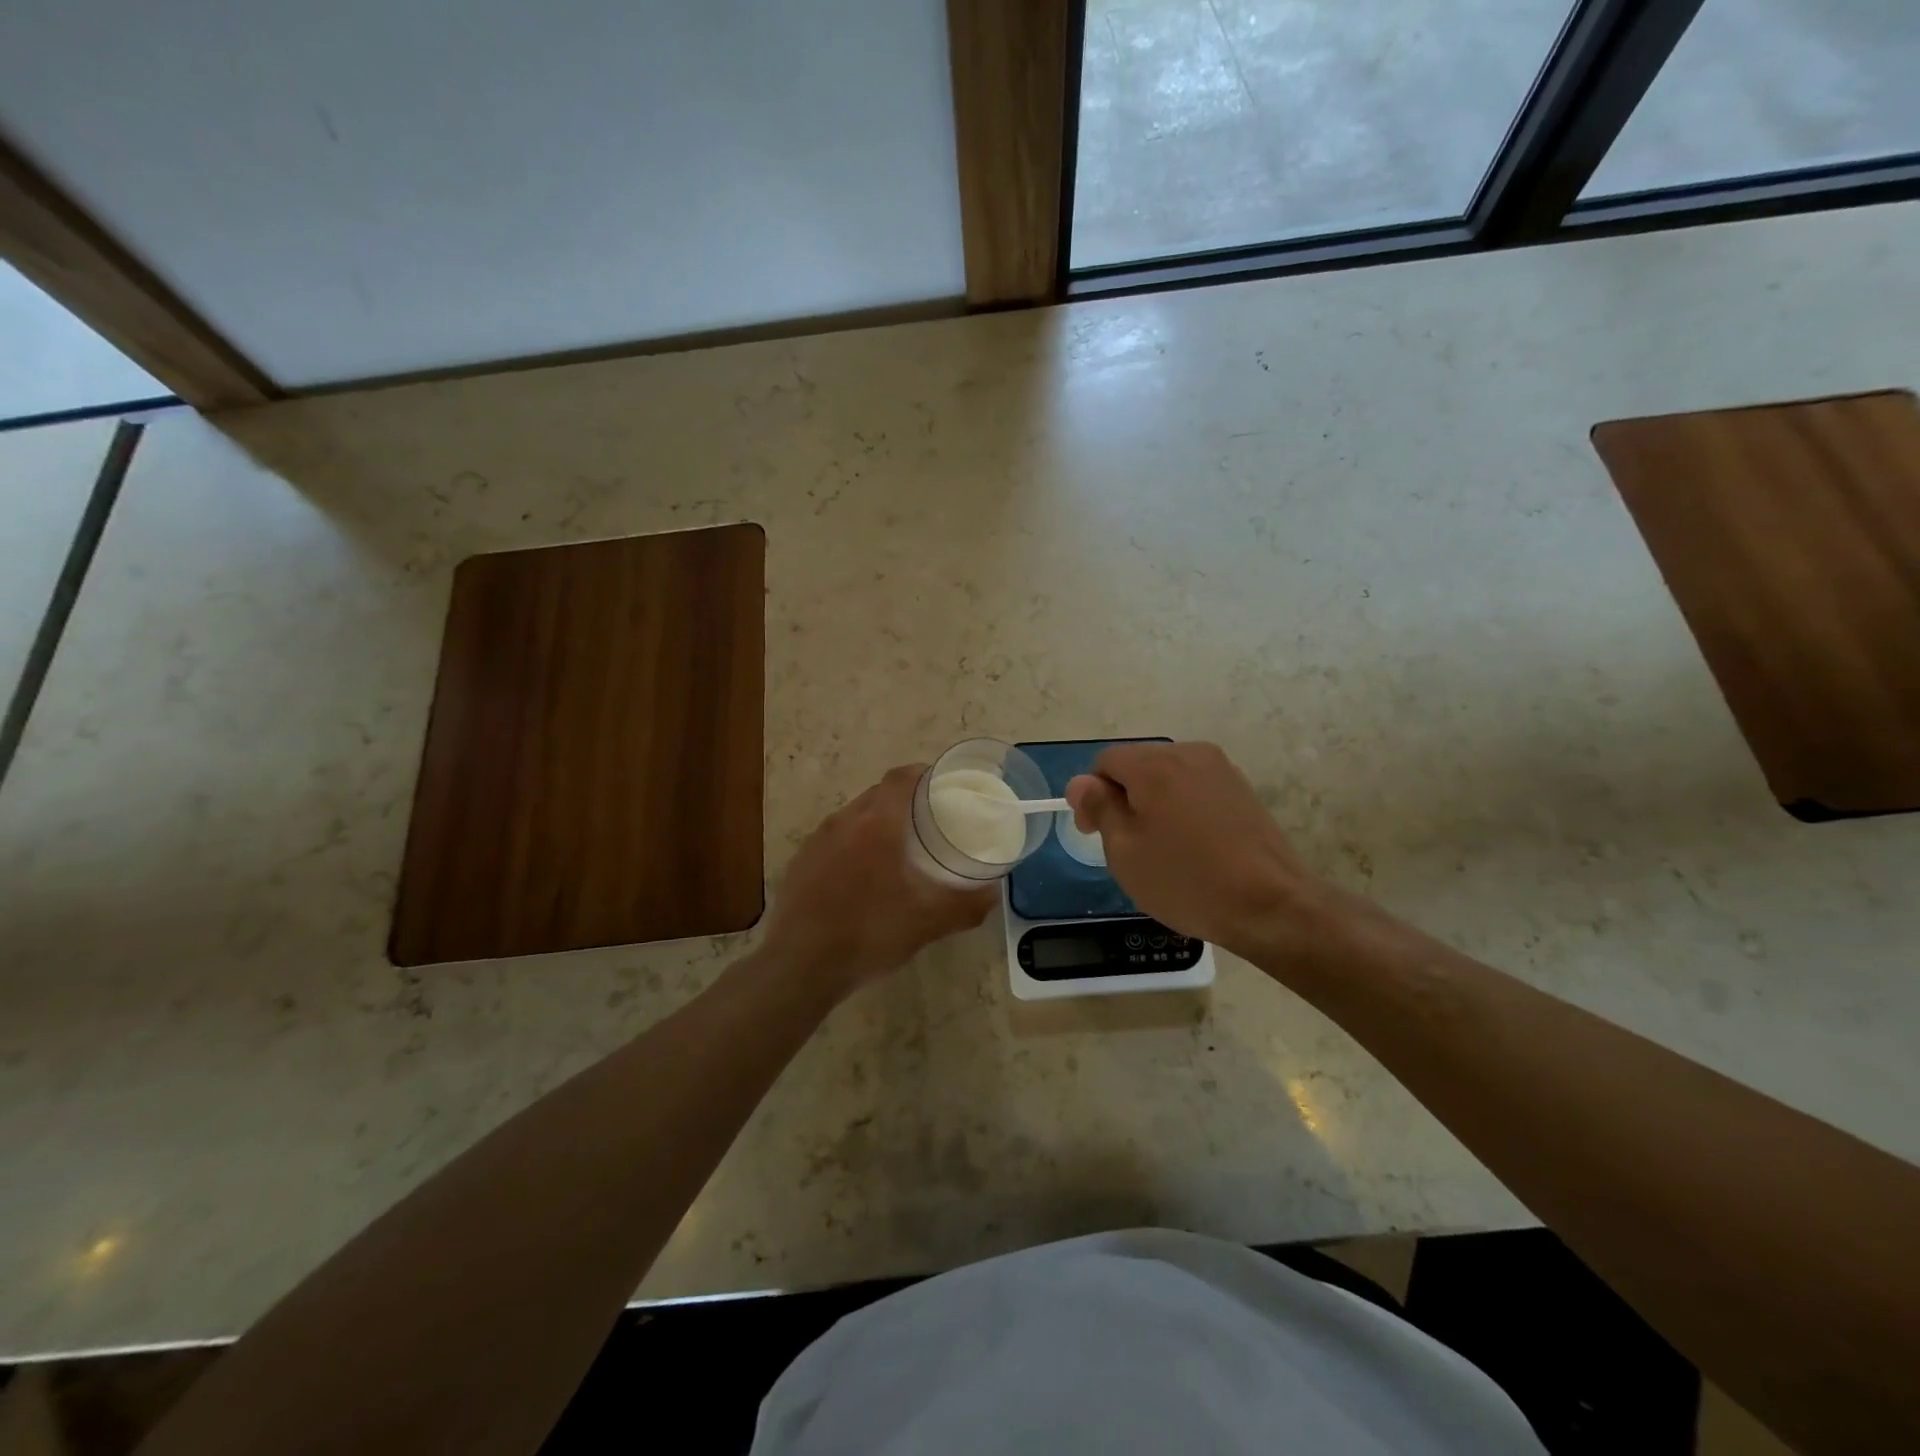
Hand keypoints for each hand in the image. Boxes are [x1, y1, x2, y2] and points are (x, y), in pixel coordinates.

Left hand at [763, 765, 997, 994]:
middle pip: (877, 794)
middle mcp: (844, 821)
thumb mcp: (929, 923)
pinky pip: (833, 841)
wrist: (801, 966)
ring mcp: (816, 841)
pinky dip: (852, 846)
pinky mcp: (799, 863)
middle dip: (903, 801)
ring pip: (853, 817)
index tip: (941, 785)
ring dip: (876, 823)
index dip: (922, 774)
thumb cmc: (870, 933)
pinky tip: (861, 879)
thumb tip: (993, 892)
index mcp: (877, 824)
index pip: (900, 778)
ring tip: (896, 850)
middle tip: (927, 822)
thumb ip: (967, 904)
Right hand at [1066, 741, 1340, 964]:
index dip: (1091, 795)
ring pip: (1167, 777)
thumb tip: (1082, 782)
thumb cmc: (1186, 880)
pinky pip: (1195, 789)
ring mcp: (1221, 769)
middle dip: (1123, 797)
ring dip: (1153, 803)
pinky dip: (1182, 809)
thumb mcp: (1125, 851)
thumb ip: (1100, 807)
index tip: (1094, 833)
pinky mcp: (1242, 789)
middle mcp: (1188, 754)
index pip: (1105, 762)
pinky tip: (1191, 846)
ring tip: (1160, 849)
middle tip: (1124, 846)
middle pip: (1137, 765)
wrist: (1272, 905)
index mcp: (1154, 764)